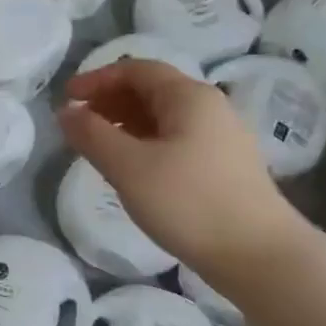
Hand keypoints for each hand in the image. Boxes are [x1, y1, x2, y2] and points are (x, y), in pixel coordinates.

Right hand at [59, 60, 304, 278]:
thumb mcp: (129, 167)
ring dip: (127, 125)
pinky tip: (135, 171)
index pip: (136, 70)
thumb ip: (92, 135)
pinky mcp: (226, 167)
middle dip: (110, 102)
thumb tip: (66, 111)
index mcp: (189, 96)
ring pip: (165, 118)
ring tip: (100, 149)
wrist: (259, 255)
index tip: (67, 99)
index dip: (97, 79)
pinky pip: (178, 141)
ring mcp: (222, 138)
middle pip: (152, 90)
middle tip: (79, 126)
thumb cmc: (189, 203)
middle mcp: (210, 107)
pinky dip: (147, 145)